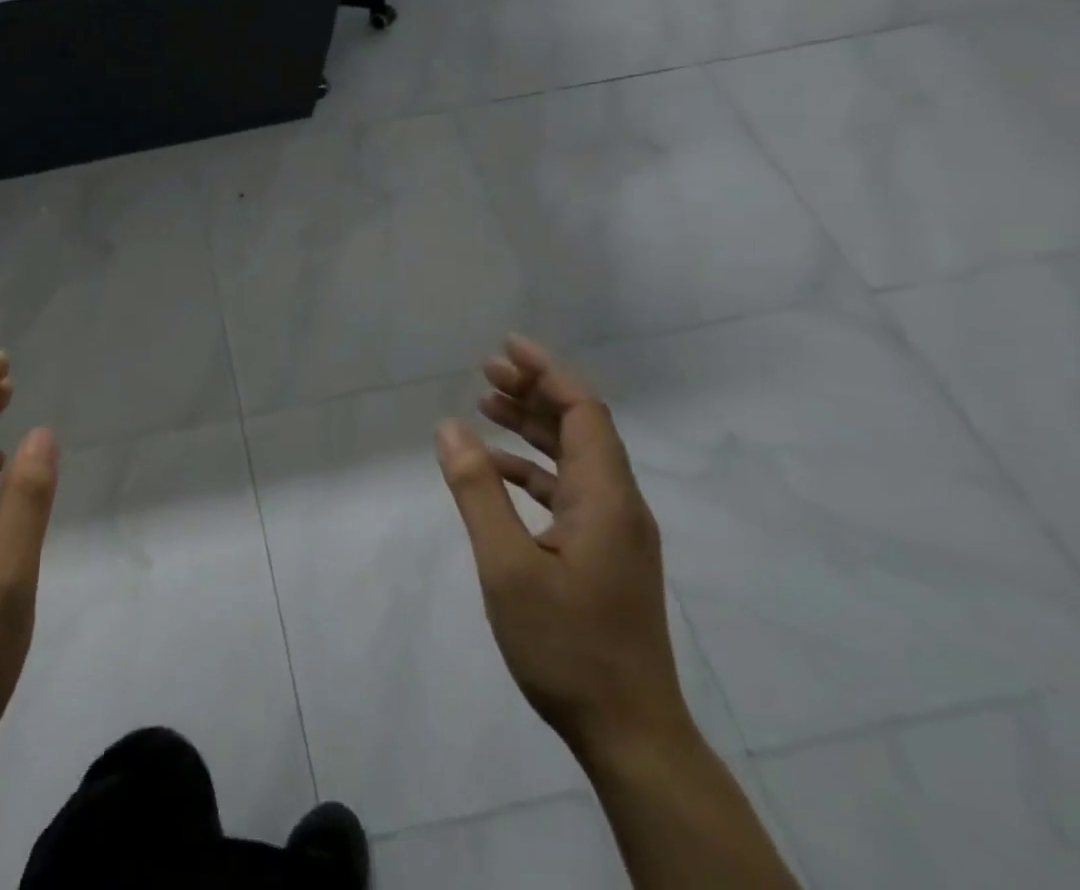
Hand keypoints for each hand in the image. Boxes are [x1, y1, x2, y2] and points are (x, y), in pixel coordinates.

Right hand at [435, 336, 688, 759]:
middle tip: (487, 370)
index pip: (584, 412)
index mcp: (606, 498)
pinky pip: (569, 491)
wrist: (630, 734)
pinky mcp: (605, 555)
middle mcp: (619, 505)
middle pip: (580, 428)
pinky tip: (496, 470)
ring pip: (574, 458)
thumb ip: (477, 492)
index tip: (508, 346)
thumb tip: (449, 427)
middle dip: (535, 392)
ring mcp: (616, 532)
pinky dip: (533, 469)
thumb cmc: (567, 646)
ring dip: (532, 427)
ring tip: (486, 404)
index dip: (548, 372)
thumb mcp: (507, 567)